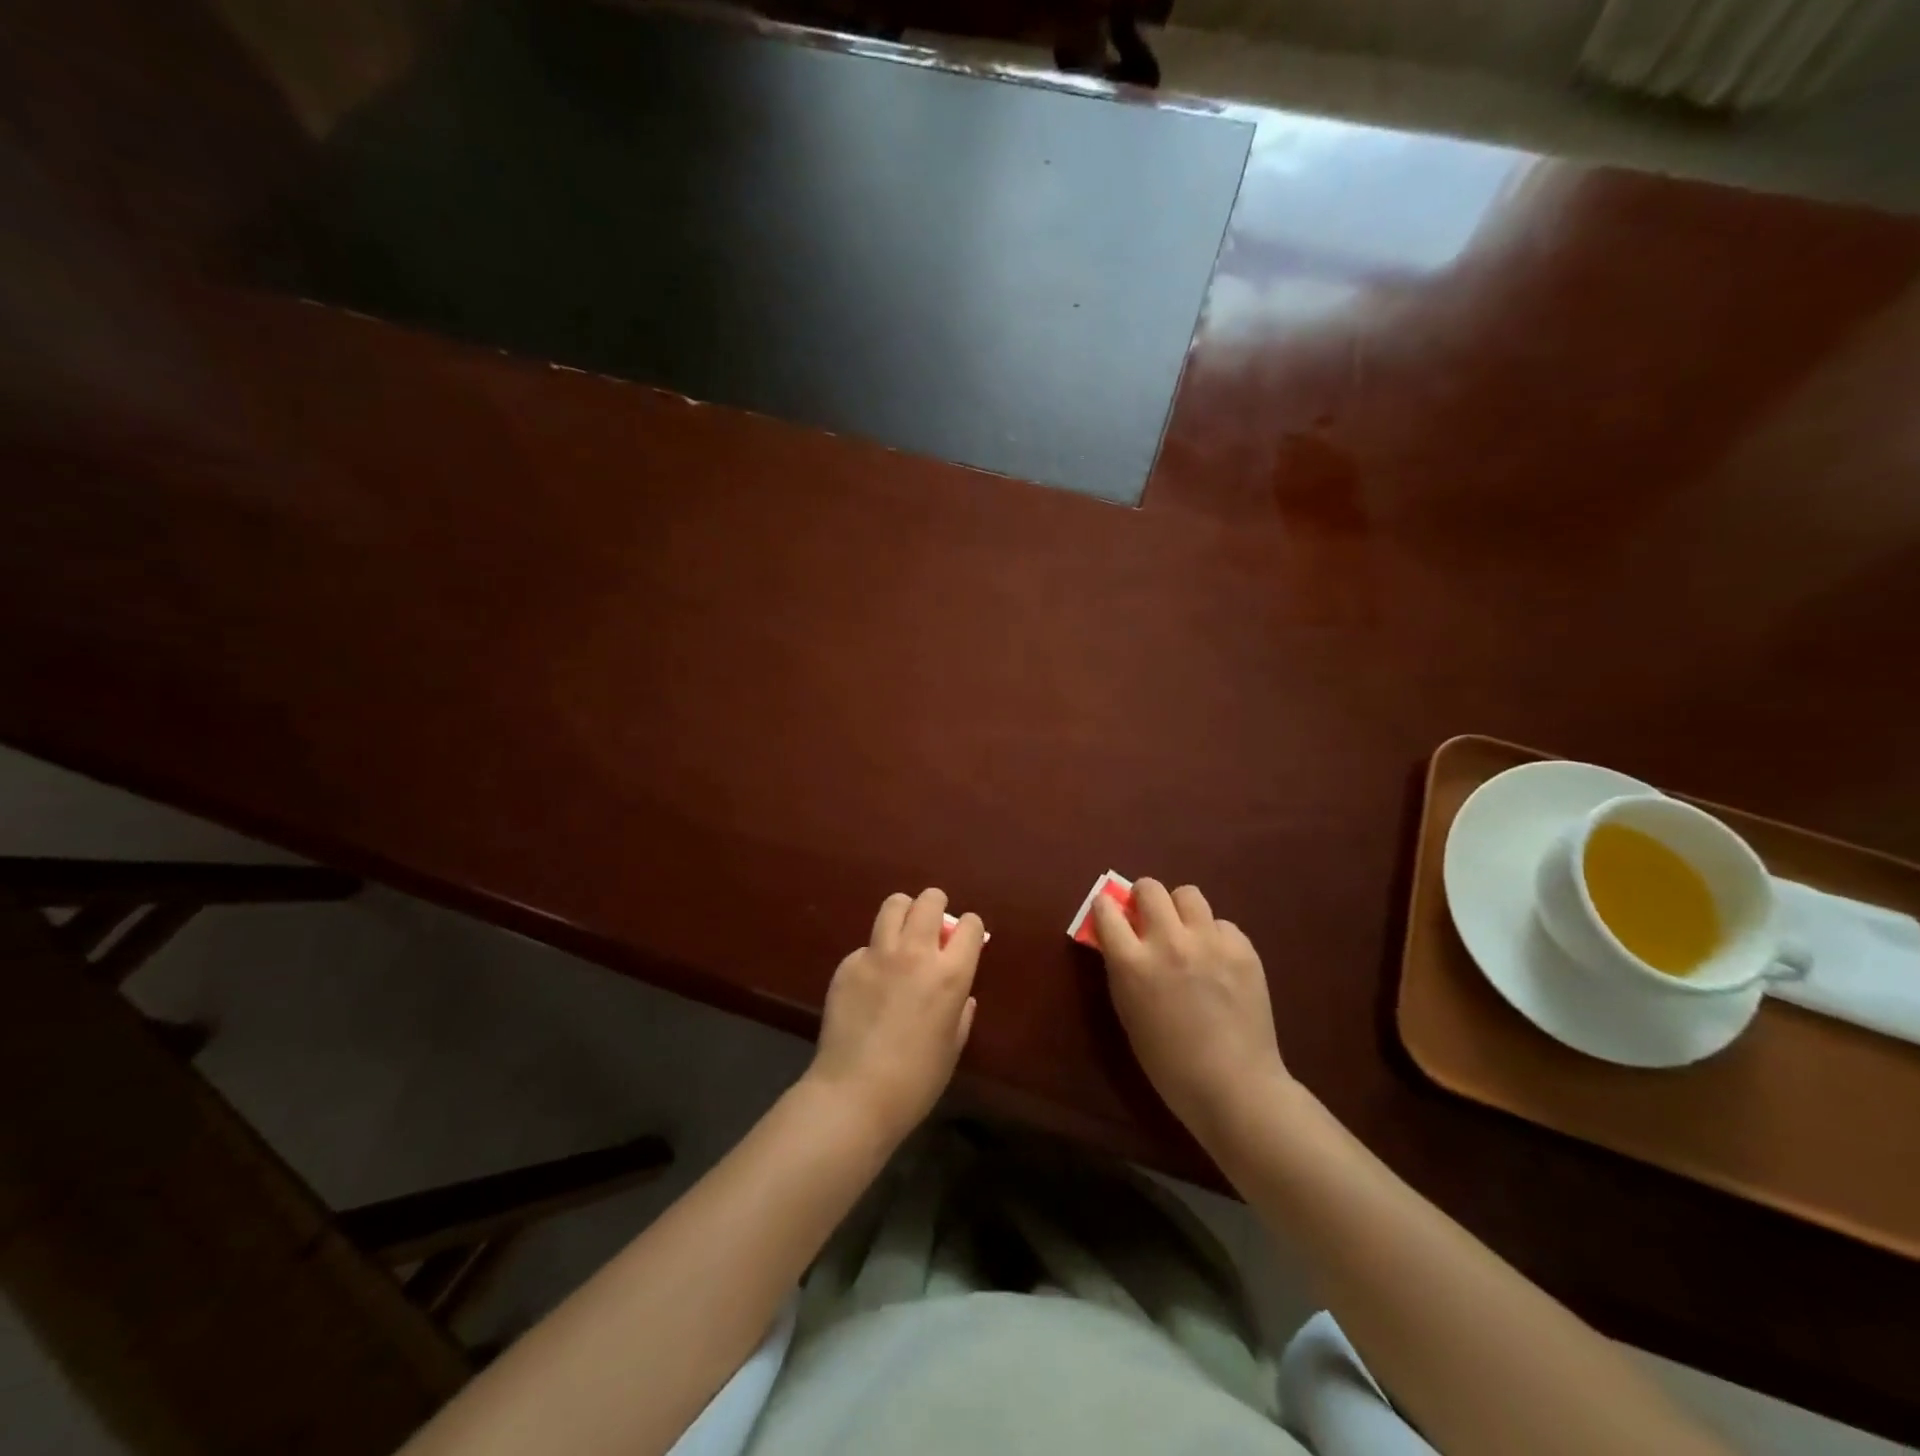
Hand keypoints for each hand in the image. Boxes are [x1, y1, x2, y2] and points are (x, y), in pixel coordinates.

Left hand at [807, 888, 981, 1147]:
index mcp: (951, 974)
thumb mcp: (953, 1046)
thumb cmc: (916, 1081)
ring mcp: (877, 954)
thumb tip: (961, 993)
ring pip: (894, 905)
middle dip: (936, 906)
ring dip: (904, 912)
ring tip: (903, 934)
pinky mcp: (848, 964)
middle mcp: (916, 953)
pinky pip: (867, 944)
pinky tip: (871, 981)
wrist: (854, 1095)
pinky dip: (875, 953)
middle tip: (933, 927)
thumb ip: (961, 1011)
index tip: (964, 941)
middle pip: (929, 901)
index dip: (969, 929)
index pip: (969, 925)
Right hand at [1092, 878, 1290, 1150]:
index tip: (1110, 913)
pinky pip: (1222, 924)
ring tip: (1186, 933)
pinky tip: (1219, 963)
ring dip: (1180, 909)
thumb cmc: (1168, 1061)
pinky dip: (1215, 936)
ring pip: (1188, 894)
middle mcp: (1168, 942)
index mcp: (1132, 963)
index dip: (1106, 908)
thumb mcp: (1128, 1012)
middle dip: (1144, 898)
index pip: (1106, 909)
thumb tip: (1119, 938)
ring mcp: (1209, 942)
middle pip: (1149, 888)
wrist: (1234, 1086)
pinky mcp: (1242, 949)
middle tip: (1148, 918)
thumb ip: (1121, 969)